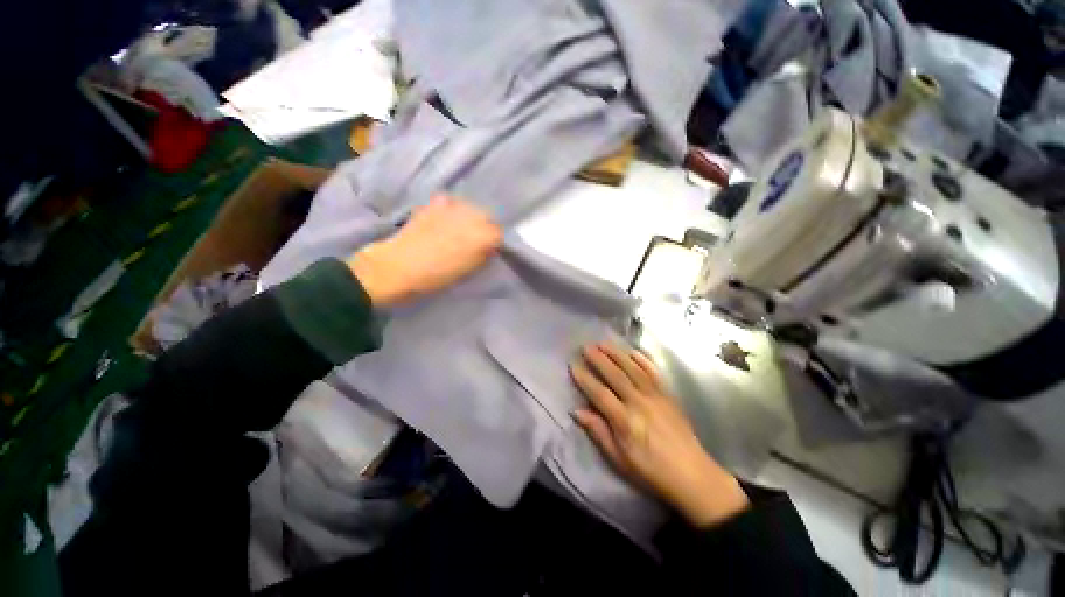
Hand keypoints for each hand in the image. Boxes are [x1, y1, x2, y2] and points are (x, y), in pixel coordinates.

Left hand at [347, 196, 502, 306]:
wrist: (399, 267)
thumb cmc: (438, 276)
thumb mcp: (470, 271)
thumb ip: (484, 255)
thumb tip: (489, 247)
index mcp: (485, 236)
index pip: (500, 234)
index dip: (494, 243)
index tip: (487, 252)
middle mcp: (475, 215)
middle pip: (488, 217)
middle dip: (484, 227)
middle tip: (473, 241)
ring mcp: (455, 205)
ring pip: (471, 208)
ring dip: (469, 217)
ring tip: (457, 229)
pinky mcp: (436, 202)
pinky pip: (451, 203)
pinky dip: (451, 210)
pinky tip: (443, 220)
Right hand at [570, 344, 749, 527]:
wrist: (692, 475)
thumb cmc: (650, 470)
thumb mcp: (619, 459)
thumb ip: (598, 432)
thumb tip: (576, 411)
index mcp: (625, 420)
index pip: (599, 394)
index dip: (585, 379)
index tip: (573, 365)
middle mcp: (639, 402)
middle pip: (615, 376)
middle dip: (599, 360)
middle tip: (586, 347)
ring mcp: (655, 396)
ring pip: (632, 369)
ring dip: (617, 354)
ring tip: (603, 343)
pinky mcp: (668, 395)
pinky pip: (653, 373)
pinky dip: (643, 360)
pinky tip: (633, 352)